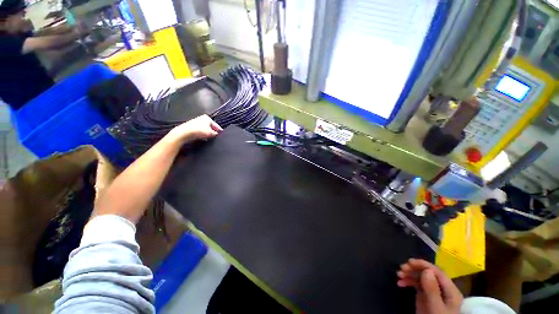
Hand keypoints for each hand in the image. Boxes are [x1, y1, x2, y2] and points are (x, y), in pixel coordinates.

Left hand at [167, 115, 222, 143]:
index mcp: (207, 118)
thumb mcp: (210, 133)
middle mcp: (202, 118)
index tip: (222, 134)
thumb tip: (217, 134)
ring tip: (210, 138)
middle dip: (213, 131)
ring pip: (205, 128)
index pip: (216, 125)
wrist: (185, 133)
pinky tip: (203, 138)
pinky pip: (200, 130)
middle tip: (216, 136)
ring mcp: (196, 122)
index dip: (219, 130)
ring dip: (207, 133)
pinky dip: (202, 134)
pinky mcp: (192, 126)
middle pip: (210, 126)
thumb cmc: (199, 131)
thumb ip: (215, 133)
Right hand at [397, 259, 462, 313]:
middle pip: (429, 273)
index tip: (409, 262)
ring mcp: (434, 293)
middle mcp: (443, 289)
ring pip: (421, 278)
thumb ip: (433, 290)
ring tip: (398, 275)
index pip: (438, 272)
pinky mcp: (425, 296)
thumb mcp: (436, 307)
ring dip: (409, 274)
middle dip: (414, 269)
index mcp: (450, 291)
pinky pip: (417, 284)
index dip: (424, 265)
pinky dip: (408, 282)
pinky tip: (400, 283)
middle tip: (401, 268)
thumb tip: (426, 270)